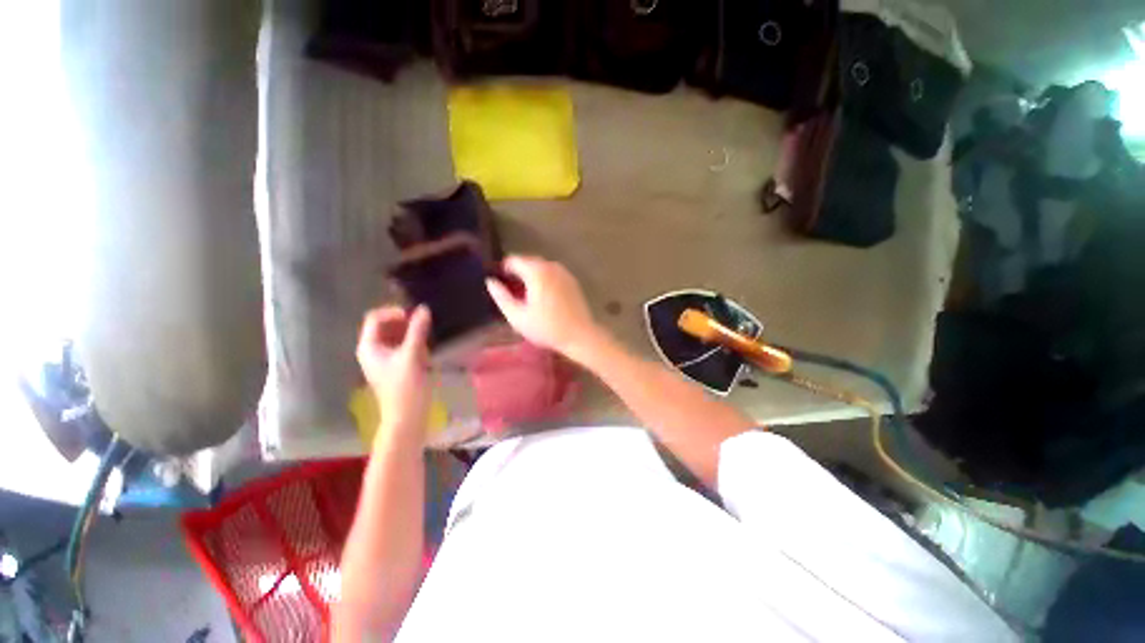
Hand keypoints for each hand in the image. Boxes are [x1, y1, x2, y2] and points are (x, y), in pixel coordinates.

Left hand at [356, 305, 431, 441]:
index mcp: (369, 347)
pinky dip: (414, 343)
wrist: (407, 417)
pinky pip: (404, 346)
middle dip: (404, 322)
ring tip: (426, 337)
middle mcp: (373, 350)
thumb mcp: (411, 357)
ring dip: (411, 333)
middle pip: (385, 326)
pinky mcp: (397, 365)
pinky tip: (426, 350)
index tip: (414, 316)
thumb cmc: (405, 388)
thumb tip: (424, 309)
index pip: (375, 318)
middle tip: (423, 325)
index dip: (393, 313)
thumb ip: (417, 331)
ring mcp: (385, 358)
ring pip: (396, 336)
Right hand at [486, 255, 601, 358]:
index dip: (503, 269)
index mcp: (537, 272)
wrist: (579, 335)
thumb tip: (490, 281)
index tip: (499, 282)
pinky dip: (543, 278)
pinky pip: (552, 273)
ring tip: (524, 293)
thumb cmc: (546, 328)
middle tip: (510, 289)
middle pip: (528, 261)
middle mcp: (551, 266)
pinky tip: (541, 295)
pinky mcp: (572, 281)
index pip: (513, 260)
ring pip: (541, 267)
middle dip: (517, 271)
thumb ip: (501, 297)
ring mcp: (564, 272)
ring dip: (530, 275)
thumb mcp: (517, 316)